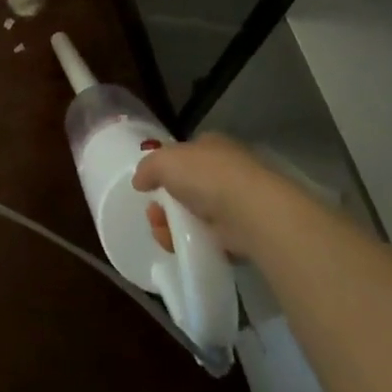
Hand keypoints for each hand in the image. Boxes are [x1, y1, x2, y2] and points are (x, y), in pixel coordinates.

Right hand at [133, 132, 288, 259]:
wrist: (252, 213)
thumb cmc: (207, 175)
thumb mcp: (163, 161)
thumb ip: (147, 168)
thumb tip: (140, 182)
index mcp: (212, 146)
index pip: (185, 154)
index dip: (166, 169)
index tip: (150, 186)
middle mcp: (226, 171)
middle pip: (187, 188)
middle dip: (165, 203)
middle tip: (154, 214)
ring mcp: (237, 203)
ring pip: (196, 215)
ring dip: (173, 225)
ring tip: (162, 233)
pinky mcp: (243, 233)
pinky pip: (210, 238)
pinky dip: (193, 243)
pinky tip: (180, 246)